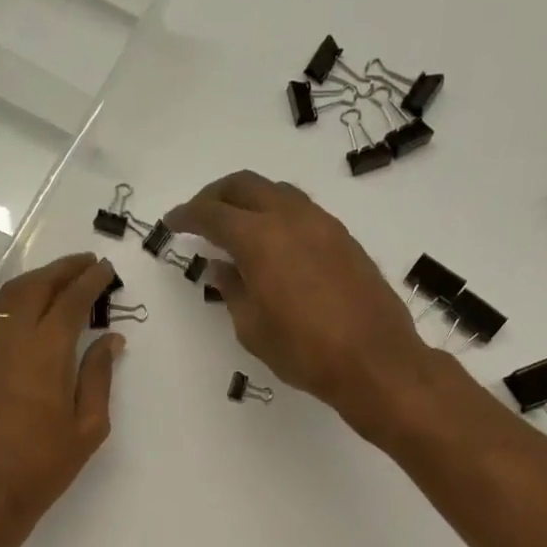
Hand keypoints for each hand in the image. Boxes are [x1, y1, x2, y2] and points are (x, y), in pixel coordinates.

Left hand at [0, 253, 123, 546]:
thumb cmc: (44, 466)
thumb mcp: (87, 427)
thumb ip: (98, 377)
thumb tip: (109, 339)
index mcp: (46, 356)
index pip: (69, 302)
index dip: (89, 281)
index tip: (106, 270)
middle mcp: (14, 343)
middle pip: (36, 288)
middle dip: (63, 269)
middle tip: (88, 263)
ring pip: (12, 296)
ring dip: (39, 278)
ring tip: (65, 276)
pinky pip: (1, 315)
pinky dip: (22, 298)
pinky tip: (39, 306)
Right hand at [165, 171, 436, 435]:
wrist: (374, 360)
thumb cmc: (304, 352)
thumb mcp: (252, 329)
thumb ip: (233, 291)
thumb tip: (222, 267)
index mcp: (260, 239)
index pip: (213, 214)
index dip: (187, 216)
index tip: (171, 223)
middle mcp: (291, 218)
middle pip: (245, 185)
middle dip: (216, 196)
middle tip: (199, 216)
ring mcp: (323, 224)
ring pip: (277, 192)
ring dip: (250, 201)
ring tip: (236, 227)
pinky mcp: (344, 238)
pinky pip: (301, 211)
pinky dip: (277, 215)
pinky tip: (273, 244)